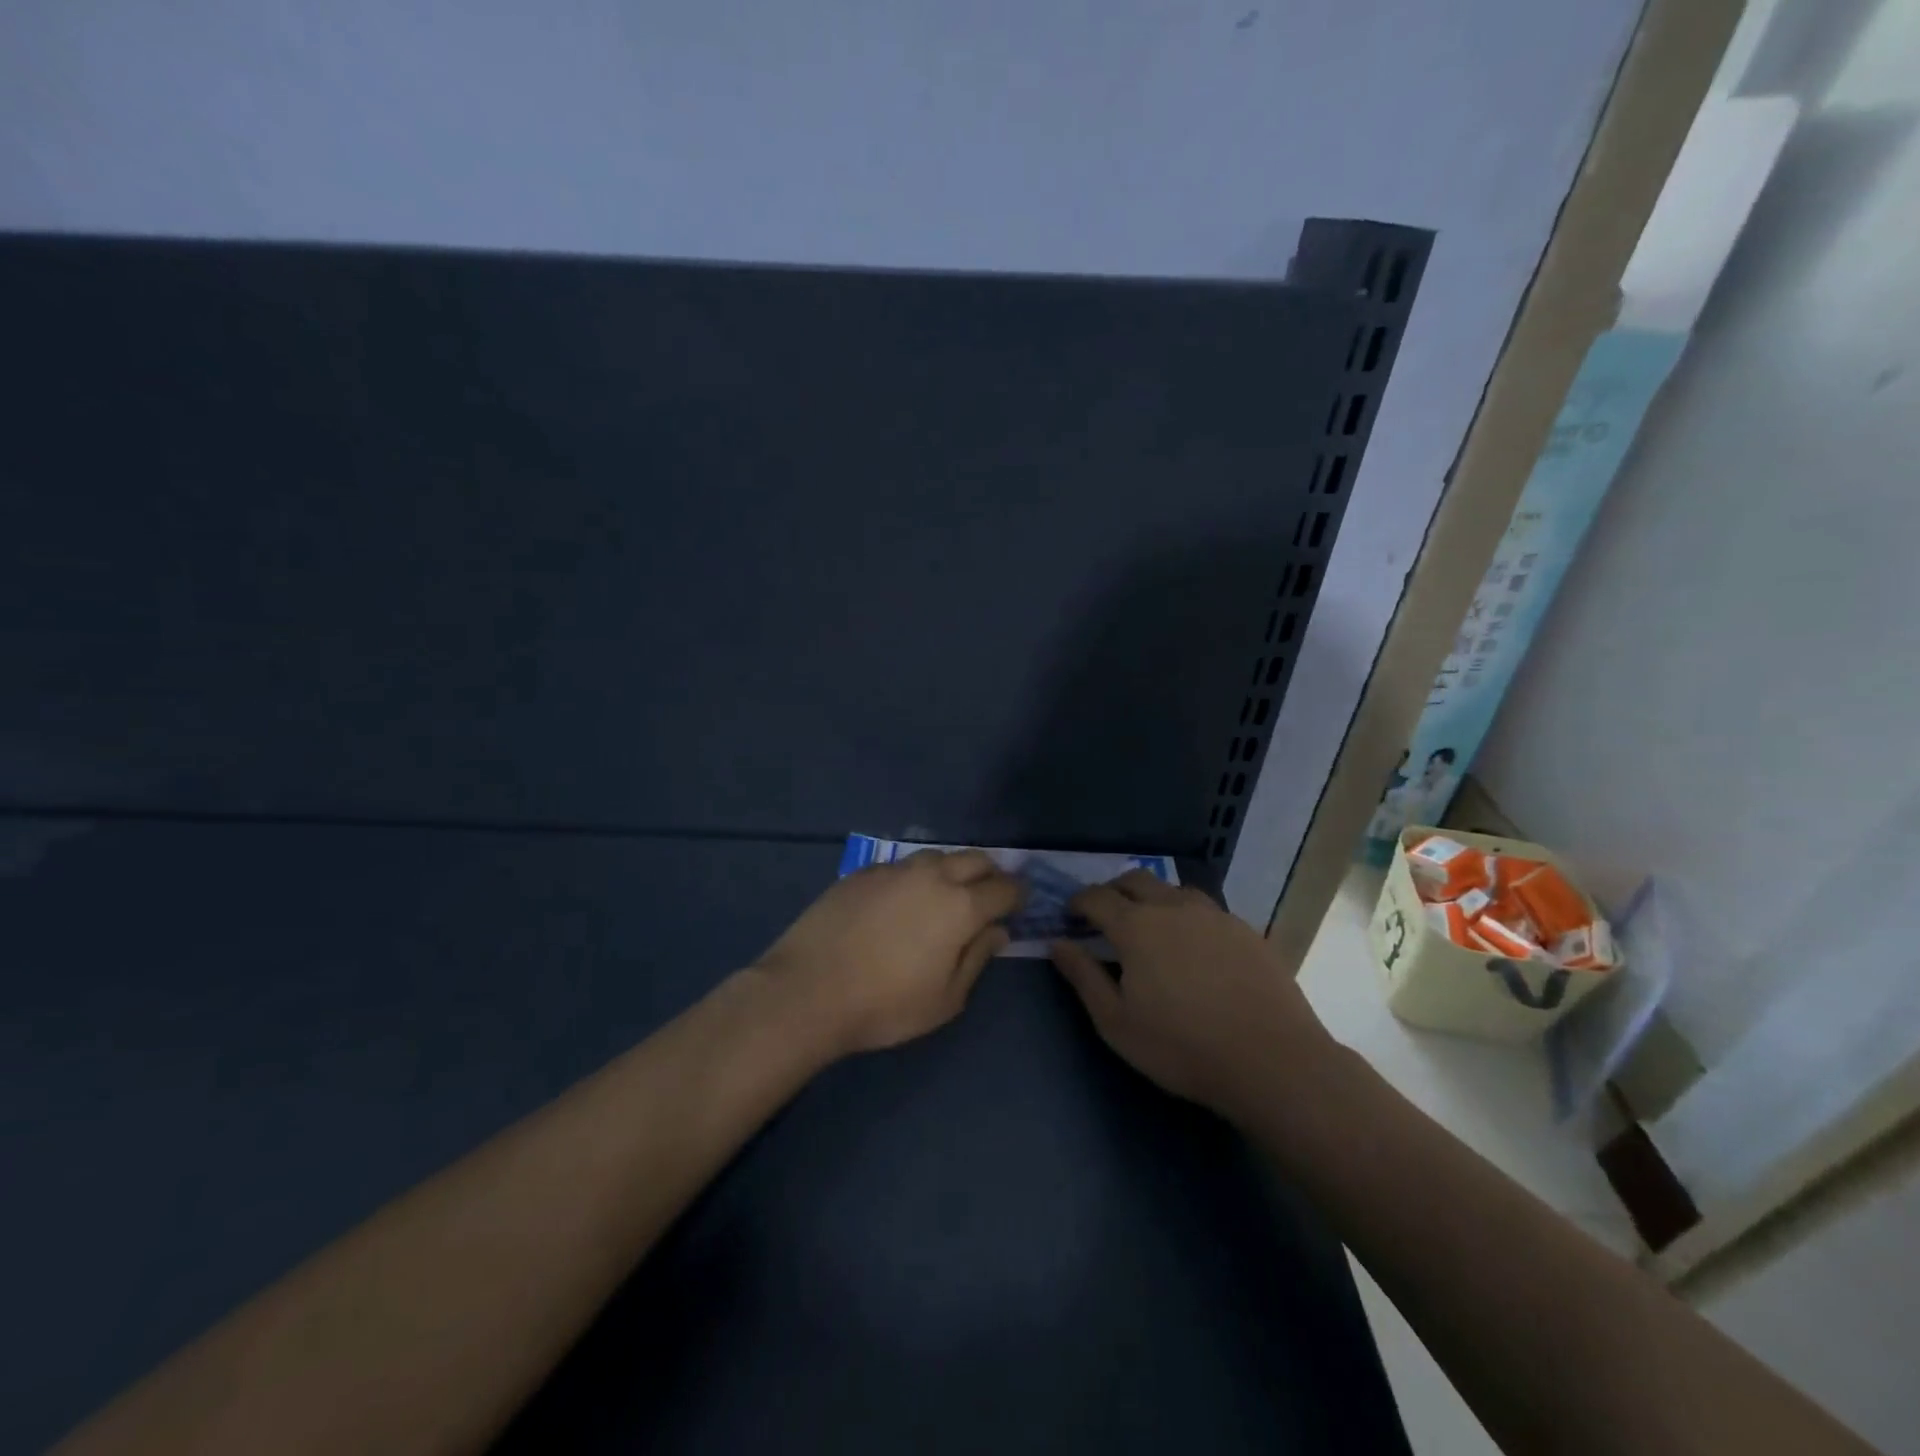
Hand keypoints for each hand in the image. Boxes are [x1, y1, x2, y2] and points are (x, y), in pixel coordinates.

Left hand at [755, 849, 1023, 1054]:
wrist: (808, 990)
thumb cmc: (885, 1005)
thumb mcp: (946, 998)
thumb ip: (977, 958)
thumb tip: (998, 931)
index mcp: (960, 906)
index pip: (1004, 888)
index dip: (1018, 894)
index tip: (1021, 902)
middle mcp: (932, 876)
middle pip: (974, 859)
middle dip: (990, 873)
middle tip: (989, 894)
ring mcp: (894, 869)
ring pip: (937, 856)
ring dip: (952, 869)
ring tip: (946, 892)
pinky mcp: (863, 872)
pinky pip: (901, 865)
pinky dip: (914, 876)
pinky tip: (902, 898)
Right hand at [1049, 870, 1336, 1120]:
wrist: (1271, 1060)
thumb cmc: (1181, 1047)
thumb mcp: (1116, 1022)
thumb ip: (1083, 977)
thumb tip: (1057, 943)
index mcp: (1136, 926)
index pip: (1097, 897)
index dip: (1078, 902)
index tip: (1071, 915)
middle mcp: (1173, 907)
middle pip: (1135, 880)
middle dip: (1113, 891)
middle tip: (1105, 915)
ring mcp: (1214, 915)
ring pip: (1173, 890)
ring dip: (1152, 898)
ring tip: (1150, 926)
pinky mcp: (1245, 930)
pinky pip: (1205, 909)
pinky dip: (1186, 915)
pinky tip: (1193, 945)